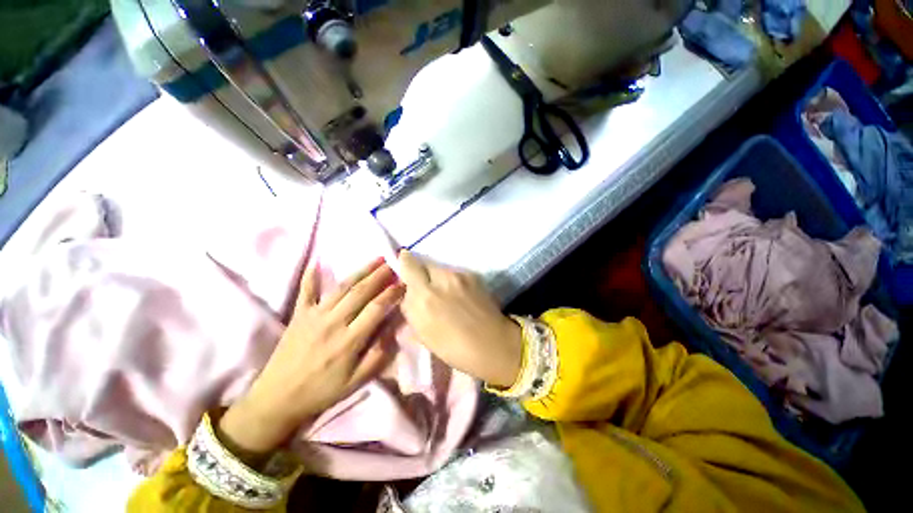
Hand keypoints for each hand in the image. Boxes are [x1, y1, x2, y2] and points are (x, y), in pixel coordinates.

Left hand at [218, 259, 402, 461]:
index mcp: (349, 340)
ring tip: (377, 259)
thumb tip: (393, 331)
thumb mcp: (355, 383)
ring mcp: (314, 315)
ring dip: (361, 271)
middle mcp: (333, 322)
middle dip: (380, 275)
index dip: (392, 294)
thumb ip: (377, 356)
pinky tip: (319, 261)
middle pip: (361, 292)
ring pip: (342, 287)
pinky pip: (307, 291)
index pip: (376, 308)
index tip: (404, 283)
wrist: (277, 398)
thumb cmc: (321, 391)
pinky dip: (311, 275)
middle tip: (394, 263)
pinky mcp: (299, 314)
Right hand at [398, 250, 521, 387]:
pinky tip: (459, 296)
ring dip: (437, 278)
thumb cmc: (455, 348)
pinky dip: (451, 281)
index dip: (404, 262)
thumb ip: (412, 308)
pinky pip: (455, 274)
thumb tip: (409, 294)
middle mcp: (441, 279)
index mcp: (426, 297)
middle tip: (424, 287)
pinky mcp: (473, 276)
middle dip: (420, 272)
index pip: (409, 265)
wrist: (493, 344)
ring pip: (440, 269)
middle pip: (424, 264)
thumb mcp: (424, 334)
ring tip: (444, 294)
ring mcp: (459, 275)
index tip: (403, 264)